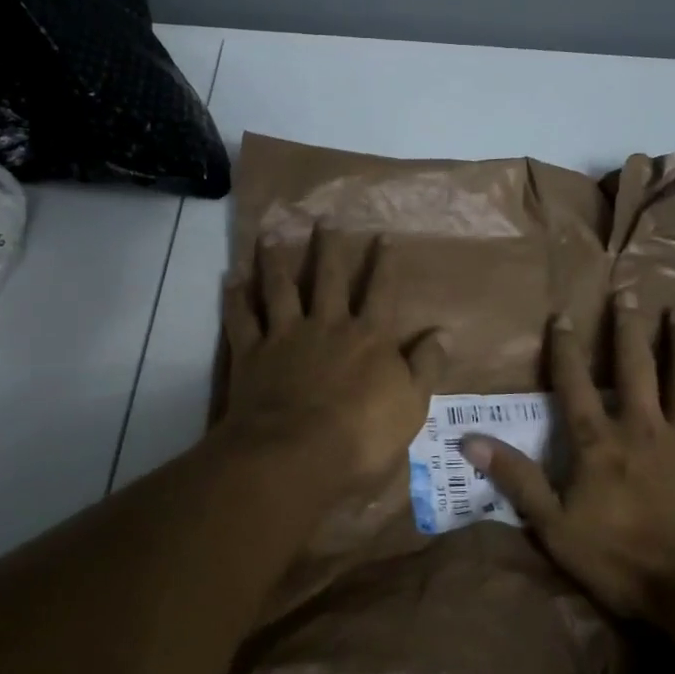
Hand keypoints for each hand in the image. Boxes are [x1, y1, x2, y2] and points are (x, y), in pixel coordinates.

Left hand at [218, 231, 445, 494]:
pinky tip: (231, 279)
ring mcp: (287, 336)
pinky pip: (242, 319)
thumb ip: (426, 366)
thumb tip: (443, 332)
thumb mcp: (412, 406)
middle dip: (327, 248)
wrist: (297, 454)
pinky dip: (235, 299)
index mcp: (369, 337)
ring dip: (275, 261)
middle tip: (323, 219)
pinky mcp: (253, 354)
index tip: (382, 235)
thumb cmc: (362, 436)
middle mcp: (328, 326)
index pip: (381, 292)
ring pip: (281, 289)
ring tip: (269, 235)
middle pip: (328, 279)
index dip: (384, 264)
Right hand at [462, 295, 674, 623]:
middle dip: (627, 330)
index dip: (566, 351)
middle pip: (634, 369)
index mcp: (601, 443)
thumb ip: (517, 480)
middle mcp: (644, 428)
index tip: (563, 316)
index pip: (575, 386)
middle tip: (628, 292)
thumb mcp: (555, 526)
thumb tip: (469, 441)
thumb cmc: (623, 560)